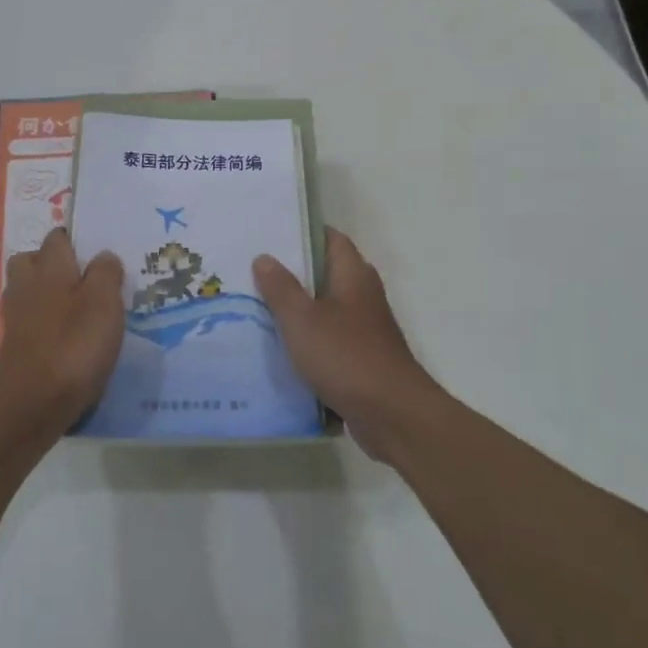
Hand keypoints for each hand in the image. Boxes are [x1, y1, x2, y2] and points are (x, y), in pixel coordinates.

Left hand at [0, 228, 125, 433]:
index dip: (76, 241)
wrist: (31, 403)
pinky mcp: (16, 349)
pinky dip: (47, 327)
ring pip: (30, 294)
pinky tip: (70, 341)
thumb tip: (103, 257)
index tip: (97, 253)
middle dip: (53, 265)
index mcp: (49, 267)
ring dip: (49, 297)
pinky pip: (32, 325)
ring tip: (81, 311)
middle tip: (85, 280)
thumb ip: (106, 273)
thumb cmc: (73, 344)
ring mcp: (17, 319)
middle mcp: (27, 286)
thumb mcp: (104, 302)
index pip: (57, 238)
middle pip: (32, 262)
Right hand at [254, 229, 448, 461]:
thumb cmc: (346, 357)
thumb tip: (265, 257)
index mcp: (354, 276)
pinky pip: (330, 340)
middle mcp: (363, 296)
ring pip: (327, 309)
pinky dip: (309, 340)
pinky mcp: (362, 359)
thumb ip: (281, 288)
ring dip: (300, 308)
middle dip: (295, 272)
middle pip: (328, 273)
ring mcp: (365, 329)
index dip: (304, 233)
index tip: (271, 233)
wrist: (392, 414)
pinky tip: (280, 348)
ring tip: (258, 306)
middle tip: (255, 270)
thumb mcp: (303, 319)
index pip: (332, 239)